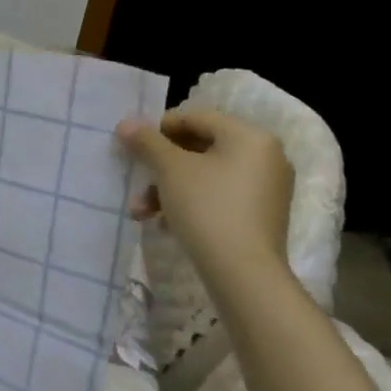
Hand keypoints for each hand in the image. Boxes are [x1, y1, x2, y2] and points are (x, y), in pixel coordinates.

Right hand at [117, 109, 293, 286]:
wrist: (244, 274)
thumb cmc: (207, 208)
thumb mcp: (169, 169)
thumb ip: (146, 142)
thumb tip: (125, 123)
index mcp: (250, 136)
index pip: (196, 117)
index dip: (159, 128)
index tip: (134, 147)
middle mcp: (265, 156)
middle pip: (199, 148)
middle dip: (160, 167)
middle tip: (136, 183)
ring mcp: (266, 188)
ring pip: (204, 175)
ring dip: (167, 189)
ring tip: (142, 212)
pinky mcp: (260, 215)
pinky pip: (218, 196)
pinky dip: (189, 203)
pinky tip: (166, 224)